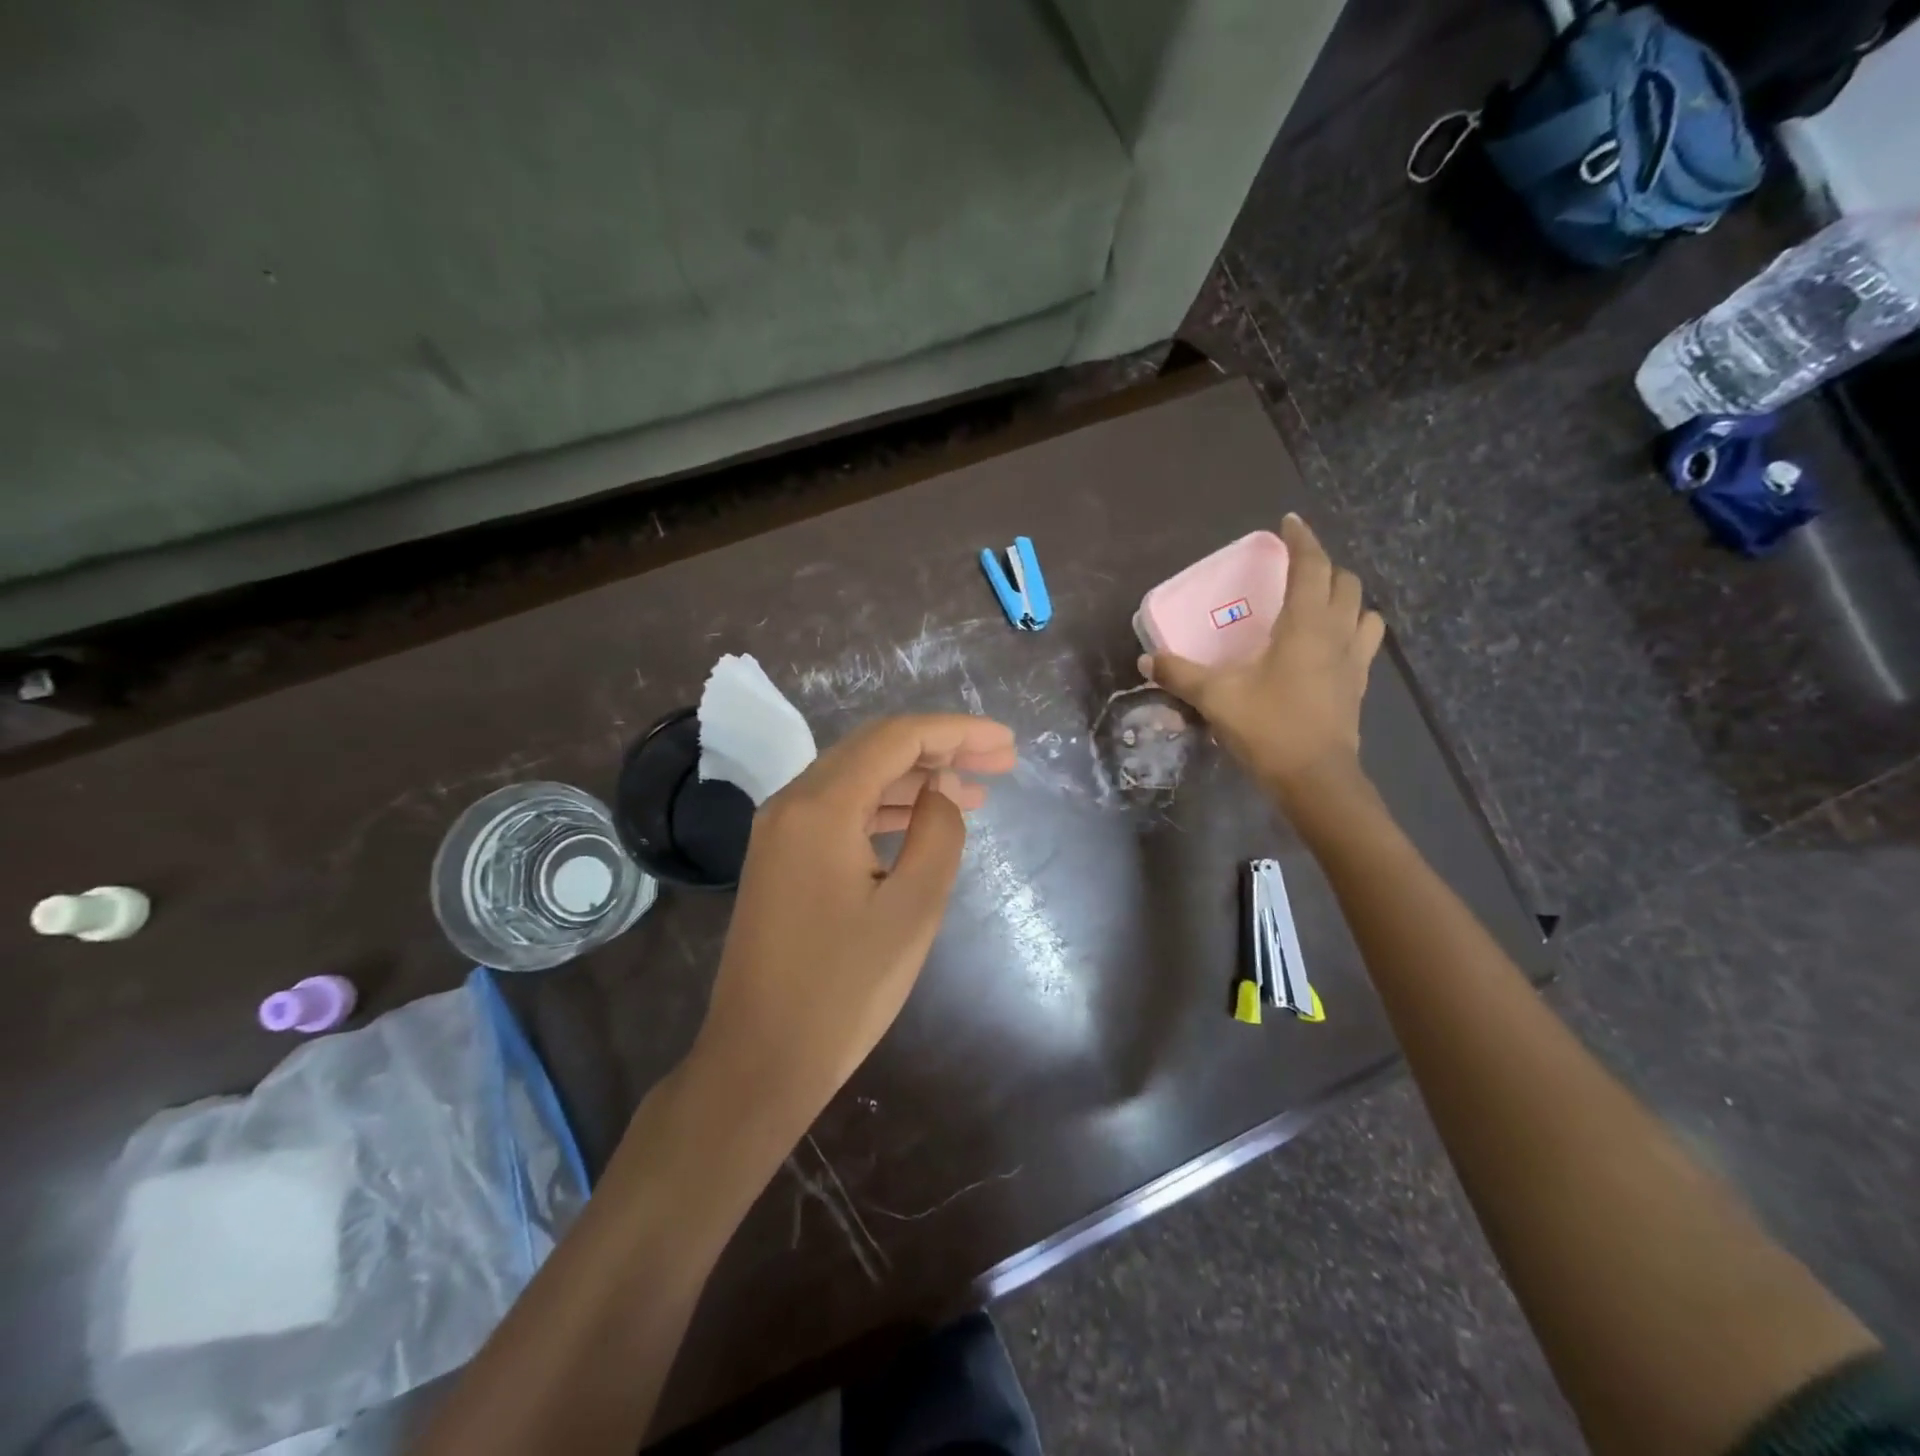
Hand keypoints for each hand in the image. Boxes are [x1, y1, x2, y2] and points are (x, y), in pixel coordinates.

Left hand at [691, 714, 1016, 1134]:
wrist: (760, 1058)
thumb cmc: (843, 989)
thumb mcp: (912, 909)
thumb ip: (937, 834)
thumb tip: (939, 796)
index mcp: (821, 806)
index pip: (897, 739)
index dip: (957, 732)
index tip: (1005, 742)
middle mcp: (792, 802)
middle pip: (875, 749)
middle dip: (941, 748)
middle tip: (1000, 761)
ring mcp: (781, 830)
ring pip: (859, 779)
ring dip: (916, 778)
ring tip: (976, 792)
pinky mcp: (781, 858)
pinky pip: (841, 811)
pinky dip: (887, 808)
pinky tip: (923, 820)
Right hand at [1144, 515, 1383, 812]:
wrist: (1314, 778)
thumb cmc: (1268, 727)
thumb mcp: (1215, 697)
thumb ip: (1179, 674)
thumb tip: (1146, 661)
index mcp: (1305, 625)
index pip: (1311, 567)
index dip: (1302, 540)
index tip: (1289, 523)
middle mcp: (1337, 633)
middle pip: (1344, 581)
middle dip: (1322, 566)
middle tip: (1295, 569)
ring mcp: (1354, 659)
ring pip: (1364, 610)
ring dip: (1346, 597)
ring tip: (1320, 603)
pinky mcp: (1359, 685)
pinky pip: (1365, 641)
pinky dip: (1352, 629)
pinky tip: (1330, 645)